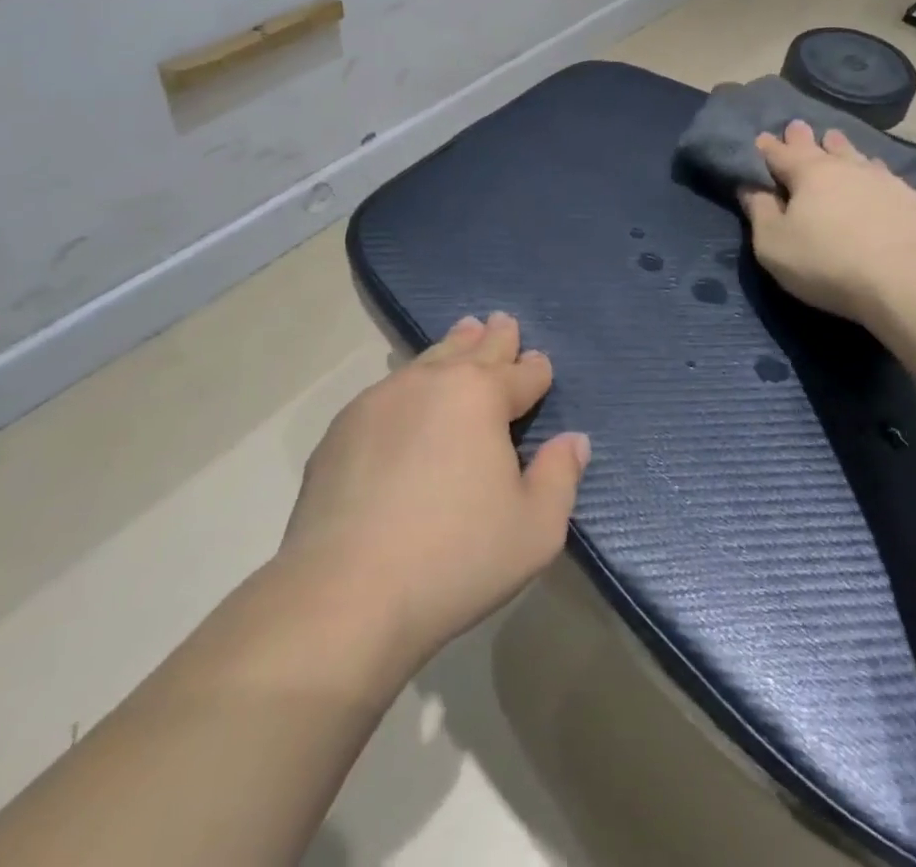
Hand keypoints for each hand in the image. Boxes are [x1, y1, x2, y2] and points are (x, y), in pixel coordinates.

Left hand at [280, 313, 589, 669]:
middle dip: (494, 337)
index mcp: (481, 396)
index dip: (536, 370)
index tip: (541, 365)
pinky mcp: (342, 428)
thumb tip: (573, 441)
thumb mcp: (535, 529)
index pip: (521, 374)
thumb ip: (560, 477)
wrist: (344, 593)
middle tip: (502, 322)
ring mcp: (380, 400)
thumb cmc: (455, 558)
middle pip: (472, 350)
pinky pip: (388, 391)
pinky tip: (408, 398)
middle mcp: (431, 382)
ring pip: (427, 360)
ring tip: (463, 334)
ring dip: (451, 347)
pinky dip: (410, 385)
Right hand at [741, 120, 915, 323]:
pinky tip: (875, 171)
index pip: (780, 154)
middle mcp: (843, 167)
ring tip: (834, 138)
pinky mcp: (910, 198)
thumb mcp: (774, 244)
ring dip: (840, 147)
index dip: (768, 147)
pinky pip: (883, 174)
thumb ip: (759, 212)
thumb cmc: (826, 261)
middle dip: (803, 137)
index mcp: (807, 174)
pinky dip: (872, 169)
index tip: (761, 138)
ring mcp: (881, 179)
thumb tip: (749, 187)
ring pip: (854, 154)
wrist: (904, 279)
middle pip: (819, 146)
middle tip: (796, 126)